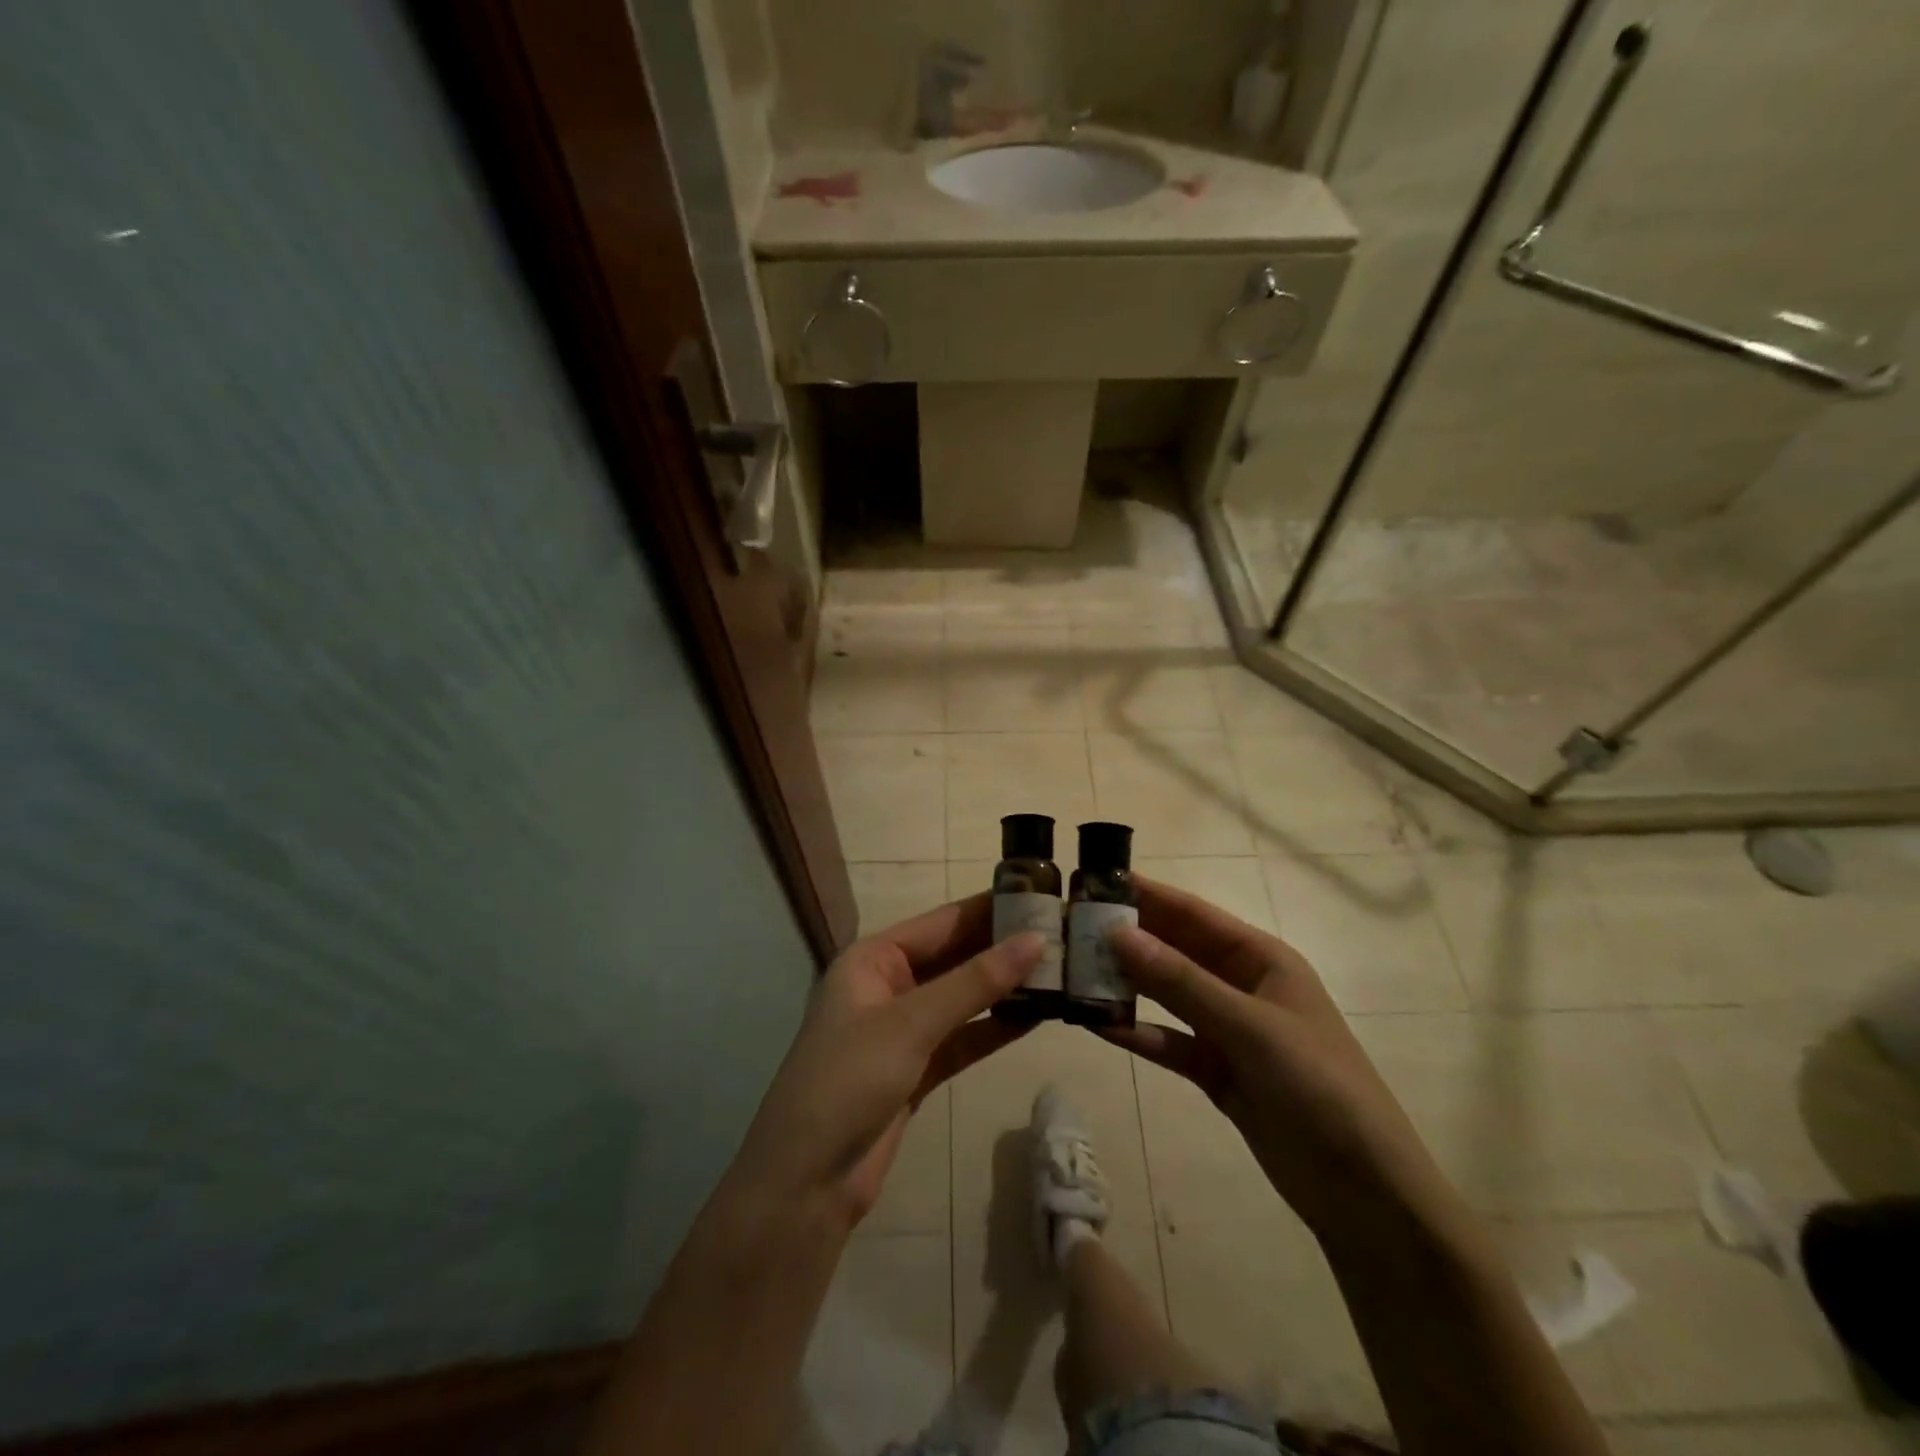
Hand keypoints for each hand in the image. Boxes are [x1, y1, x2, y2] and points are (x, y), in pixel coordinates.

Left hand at [731, 894, 1042, 1231]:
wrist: (806, 1183)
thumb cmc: (849, 1081)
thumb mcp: (912, 1023)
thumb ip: (975, 982)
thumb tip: (1036, 940)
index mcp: (873, 959)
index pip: (942, 922)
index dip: (991, 909)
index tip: (1041, 895)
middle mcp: (888, 985)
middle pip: (954, 957)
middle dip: (1003, 949)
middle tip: (1063, 934)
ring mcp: (902, 1029)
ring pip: (962, 999)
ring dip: (1004, 989)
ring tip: (1060, 972)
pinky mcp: (916, 1069)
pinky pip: (963, 1038)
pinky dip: (994, 1029)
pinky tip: (1036, 1017)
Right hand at [1105, 877, 1459, 1238]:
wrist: (1364, 1191)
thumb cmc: (1317, 1086)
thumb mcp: (1249, 1026)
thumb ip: (1180, 981)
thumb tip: (1117, 933)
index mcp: (1261, 959)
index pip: (1193, 914)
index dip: (1146, 895)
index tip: (1094, 881)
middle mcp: (1240, 985)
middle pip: (1174, 951)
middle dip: (1127, 938)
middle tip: (1069, 927)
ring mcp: (1227, 1030)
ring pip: (1166, 996)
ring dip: (1126, 985)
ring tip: (1072, 972)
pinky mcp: (1216, 1070)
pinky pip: (1168, 1041)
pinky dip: (1137, 1032)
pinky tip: (1097, 1025)